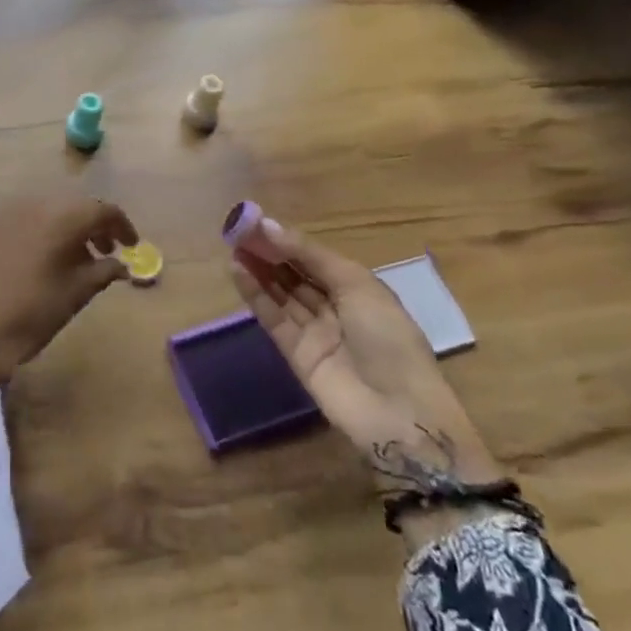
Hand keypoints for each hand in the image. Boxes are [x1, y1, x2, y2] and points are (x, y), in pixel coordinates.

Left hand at [0, 196, 137, 387]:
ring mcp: (12, 217)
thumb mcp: (76, 294)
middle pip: (76, 207)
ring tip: (83, 261)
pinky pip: (32, 224)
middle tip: (109, 252)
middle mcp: (37, 207)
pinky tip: (52, 262)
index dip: (122, 226)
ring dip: (72, 230)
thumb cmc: (31, 313)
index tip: (132, 246)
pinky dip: (49, 235)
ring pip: (53, 214)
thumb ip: (104, 272)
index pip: (102, 209)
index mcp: (62, 218)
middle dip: (96, 226)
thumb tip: (122, 265)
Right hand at [228, 217, 505, 533]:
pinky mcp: (295, 354)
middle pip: (295, 274)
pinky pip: (273, 318)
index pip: (315, 257)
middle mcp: (335, 307)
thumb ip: (310, 255)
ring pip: (281, 293)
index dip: (288, 240)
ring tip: (232, 244)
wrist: (398, 411)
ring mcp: (314, 331)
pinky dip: (255, 295)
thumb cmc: (387, 336)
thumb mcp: (356, 284)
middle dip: (269, 252)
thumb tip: (269, 225)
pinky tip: (238, 271)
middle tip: (238, 230)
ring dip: (258, 269)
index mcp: (358, 288)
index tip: (257, 220)